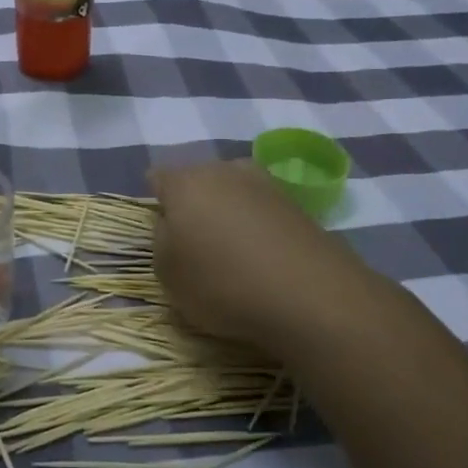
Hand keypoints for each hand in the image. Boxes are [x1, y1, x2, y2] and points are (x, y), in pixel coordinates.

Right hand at [151, 159, 372, 354]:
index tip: (161, 231)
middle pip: (199, 181)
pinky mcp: (299, 206)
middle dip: (194, 205)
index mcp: (186, 182)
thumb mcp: (167, 274)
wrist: (310, 296)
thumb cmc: (222, 283)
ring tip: (231, 253)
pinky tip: (262, 259)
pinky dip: (258, 229)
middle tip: (193, 242)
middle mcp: (225, 171)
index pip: (158, 178)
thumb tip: (173, 226)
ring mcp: (267, 184)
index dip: (156, 202)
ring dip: (229, 215)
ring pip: (234, 193)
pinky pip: (264, 212)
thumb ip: (161, 242)